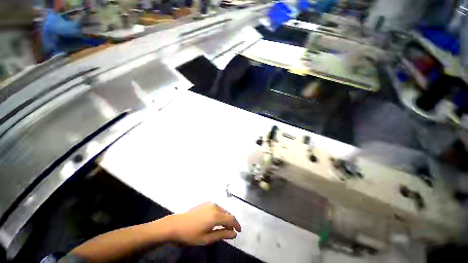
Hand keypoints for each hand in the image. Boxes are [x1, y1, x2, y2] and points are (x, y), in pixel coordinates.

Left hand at [165, 202, 241, 244]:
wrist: (176, 225)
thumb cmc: (191, 234)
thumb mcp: (207, 238)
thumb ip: (222, 235)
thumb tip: (234, 234)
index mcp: (216, 215)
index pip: (231, 219)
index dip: (237, 225)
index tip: (239, 231)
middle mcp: (215, 207)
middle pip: (228, 214)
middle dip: (231, 222)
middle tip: (231, 232)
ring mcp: (210, 204)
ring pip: (223, 210)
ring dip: (226, 218)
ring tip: (224, 228)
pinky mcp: (206, 204)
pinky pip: (217, 208)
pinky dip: (220, 215)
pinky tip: (217, 221)